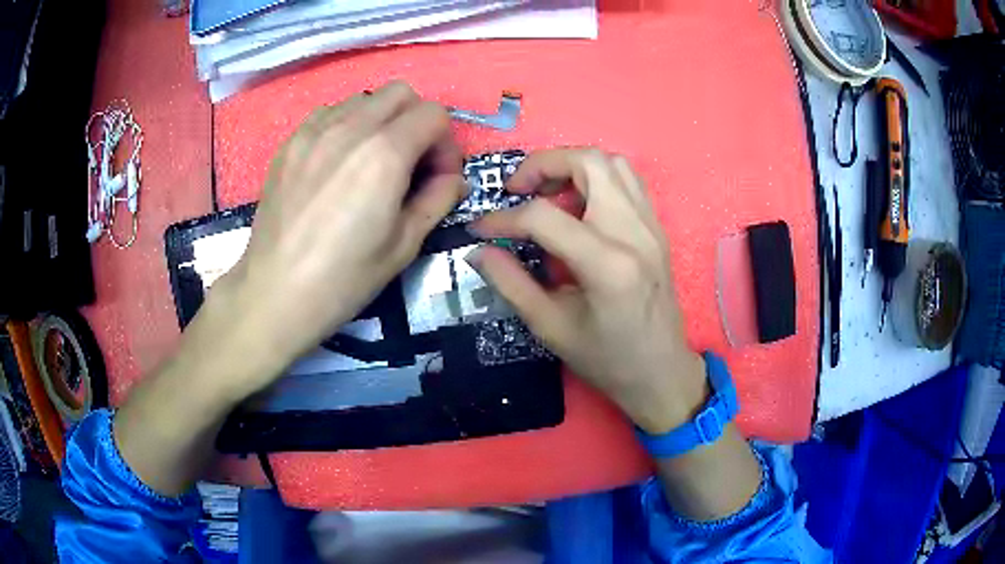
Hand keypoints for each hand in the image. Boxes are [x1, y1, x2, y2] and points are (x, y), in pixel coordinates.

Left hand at [215, 82, 464, 393]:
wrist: (276, 292)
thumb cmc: (344, 278)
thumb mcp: (405, 245)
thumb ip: (438, 199)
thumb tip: (454, 179)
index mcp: (385, 154)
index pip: (433, 115)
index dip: (445, 145)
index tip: (437, 177)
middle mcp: (351, 127)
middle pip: (400, 93)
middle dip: (416, 121)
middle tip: (409, 163)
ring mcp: (314, 130)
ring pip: (364, 99)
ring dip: (380, 121)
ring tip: (371, 162)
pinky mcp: (290, 142)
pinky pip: (330, 113)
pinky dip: (346, 125)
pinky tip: (338, 162)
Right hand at [470, 149, 708, 433]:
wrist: (661, 373)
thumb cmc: (608, 360)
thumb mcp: (551, 328)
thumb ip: (511, 283)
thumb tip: (478, 251)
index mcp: (608, 264)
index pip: (545, 216)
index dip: (503, 219)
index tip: (481, 229)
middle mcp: (635, 232)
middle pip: (589, 162)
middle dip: (544, 164)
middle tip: (518, 190)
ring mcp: (652, 225)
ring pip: (612, 163)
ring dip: (572, 167)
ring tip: (547, 194)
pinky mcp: (657, 228)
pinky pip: (627, 181)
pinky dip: (596, 178)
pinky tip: (578, 205)